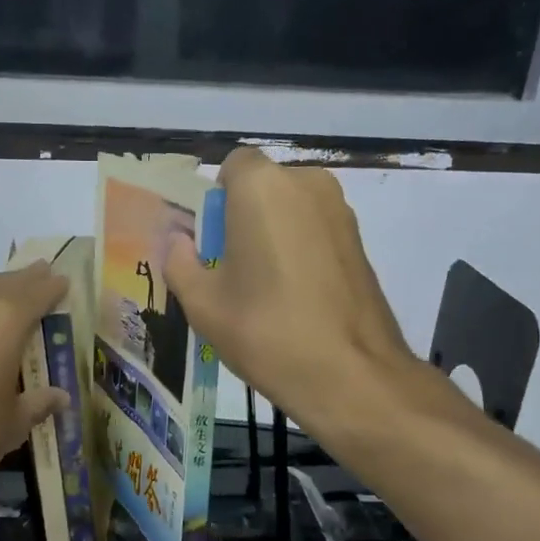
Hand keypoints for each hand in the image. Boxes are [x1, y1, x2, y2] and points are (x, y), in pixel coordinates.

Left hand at [0, 264, 70, 492]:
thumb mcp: (14, 423)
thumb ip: (38, 404)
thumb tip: (60, 397)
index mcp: (4, 324)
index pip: (35, 295)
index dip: (52, 287)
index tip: (64, 279)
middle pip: (3, 287)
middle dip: (24, 279)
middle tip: (40, 270)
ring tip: (9, 297)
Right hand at [165, 148, 424, 436]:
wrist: (350, 374)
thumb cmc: (266, 330)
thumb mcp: (202, 303)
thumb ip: (179, 261)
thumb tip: (179, 243)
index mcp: (262, 187)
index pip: (231, 166)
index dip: (216, 201)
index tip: (210, 243)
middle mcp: (306, 183)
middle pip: (263, 187)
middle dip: (243, 217)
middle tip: (231, 270)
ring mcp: (340, 211)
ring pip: (291, 209)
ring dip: (272, 234)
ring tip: (264, 288)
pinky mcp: (360, 240)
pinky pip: (315, 230)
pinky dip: (299, 250)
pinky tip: (295, 297)